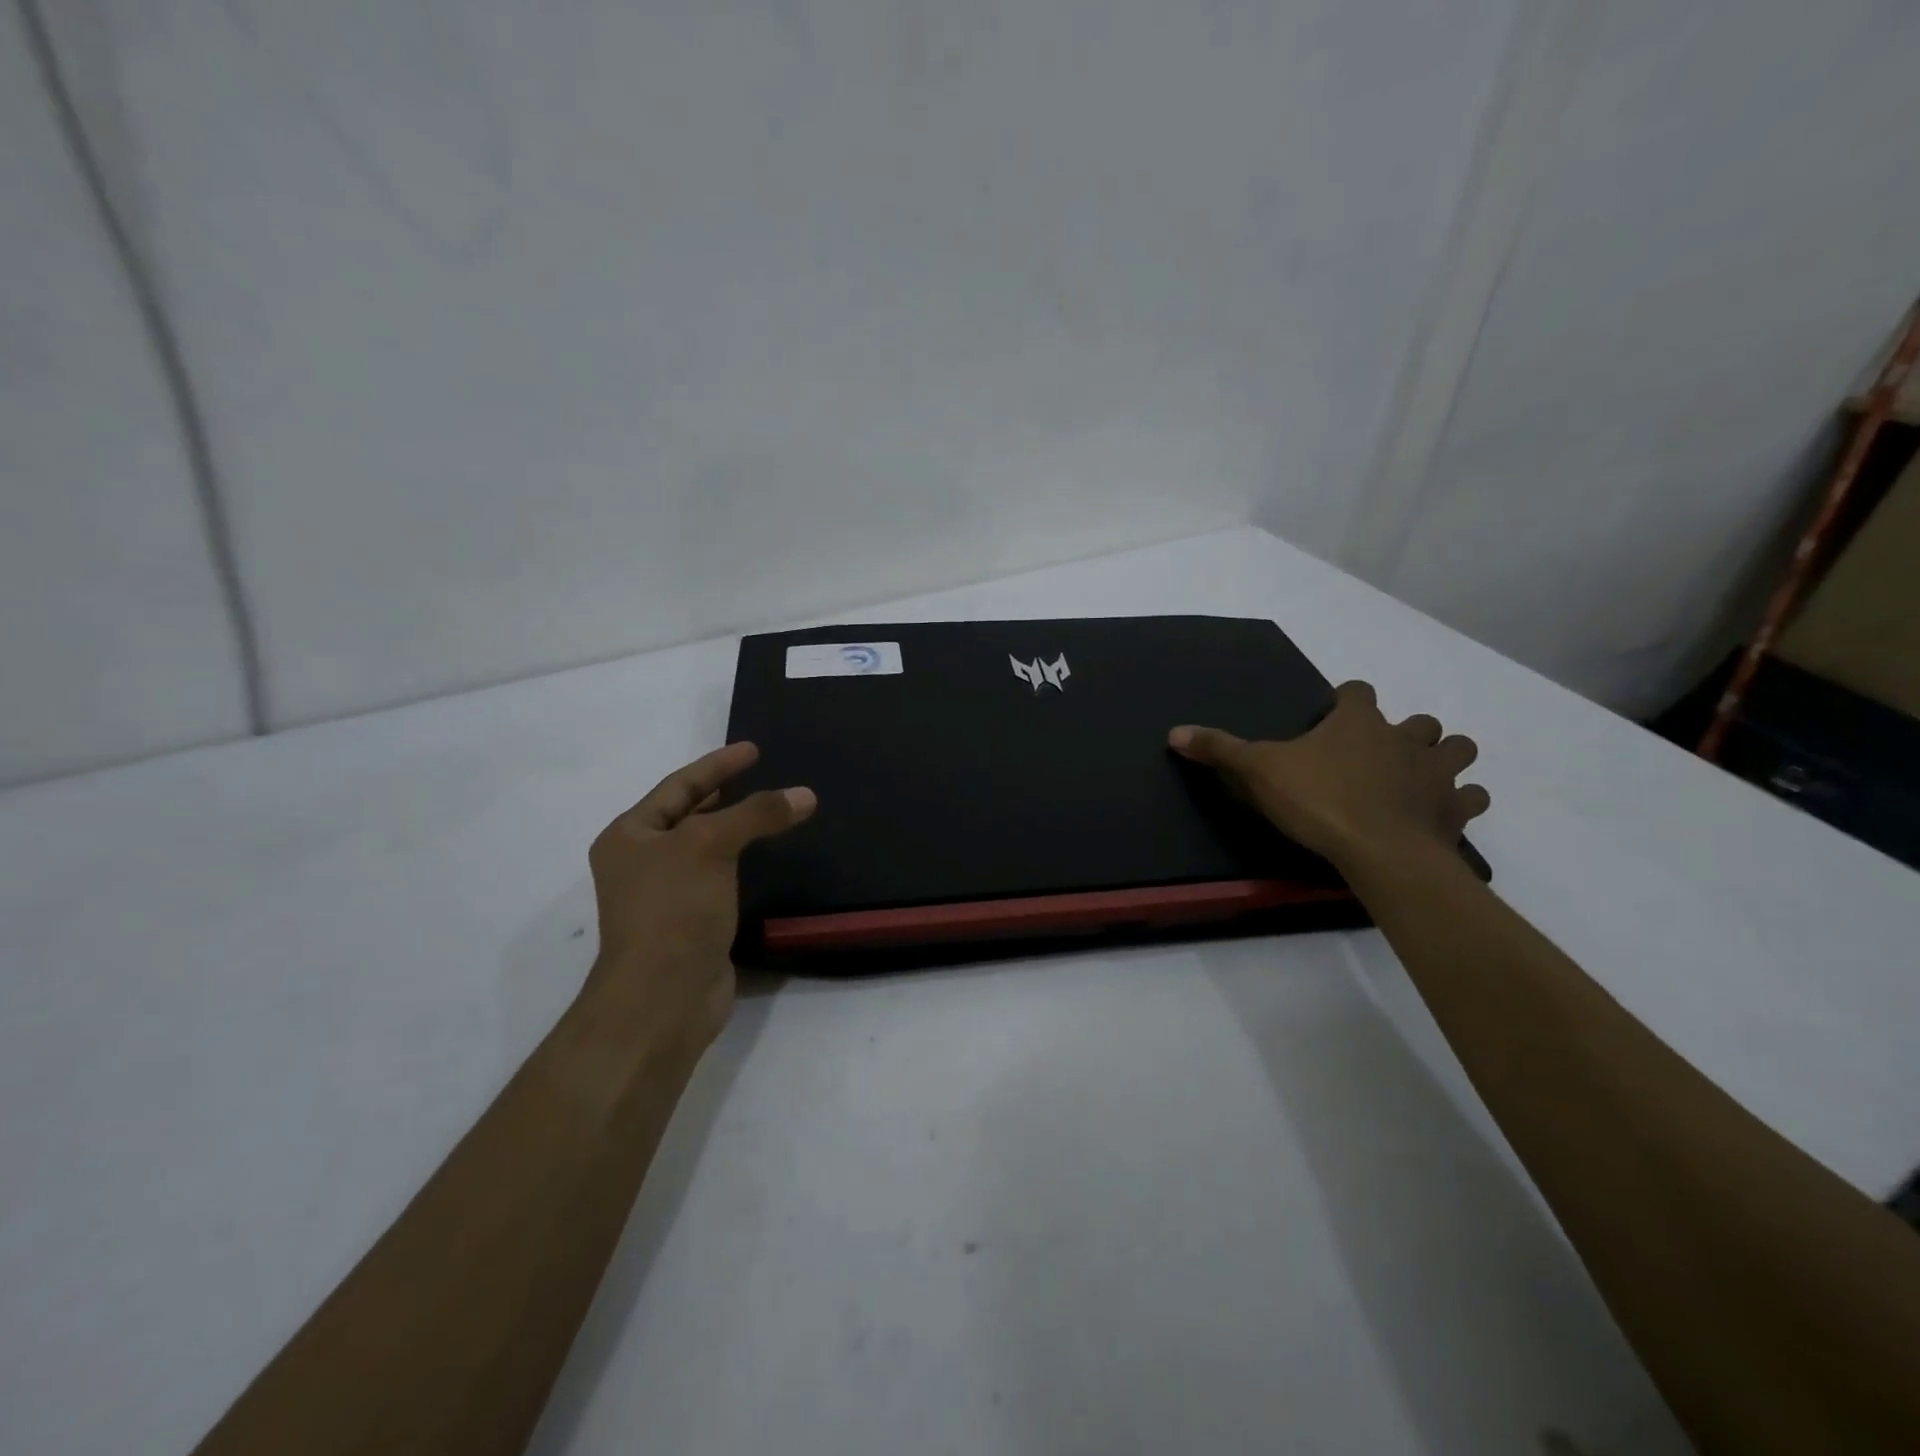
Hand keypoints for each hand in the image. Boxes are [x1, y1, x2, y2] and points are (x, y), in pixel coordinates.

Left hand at [584, 742, 814, 1047]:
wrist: (663, 997)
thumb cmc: (674, 909)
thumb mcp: (711, 846)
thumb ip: (758, 814)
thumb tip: (805, 795)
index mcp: (629, 836)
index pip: (679, 787)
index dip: (717, 766)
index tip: (753, 750)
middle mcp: (641, 862)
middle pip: (689, 815)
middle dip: (723, 793)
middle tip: (761, 775)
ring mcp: (665, 895)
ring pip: (706, 848)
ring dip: (736, 829)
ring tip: (770, 811)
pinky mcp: (690, 922)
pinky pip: (719, 877)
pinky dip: (741, 862)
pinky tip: (765, 858)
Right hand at [1168, 681, 1486, 871]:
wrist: (1380, 851)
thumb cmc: (1318, 800)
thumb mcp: (1258, 771)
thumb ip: (1220, 749)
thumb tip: (1174, 732)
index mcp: (1357, 722)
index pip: (1357, 692)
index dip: (1346, 701)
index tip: (1333, 715)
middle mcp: (1404, 738)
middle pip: (1418, 721)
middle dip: (1405, 732)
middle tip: (1380, 753)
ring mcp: (1436, 773)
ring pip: (1457, 750)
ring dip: (1445, 758)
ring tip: (1421, 777)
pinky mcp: (1455, 811)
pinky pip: (1471, 798)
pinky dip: (1460, 802)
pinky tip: (1443, 814)